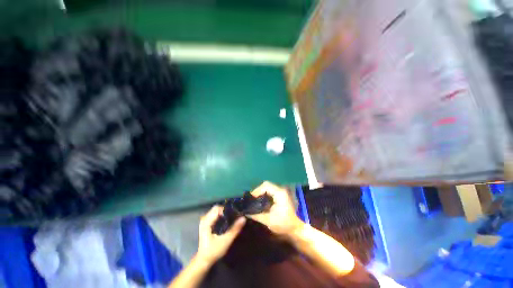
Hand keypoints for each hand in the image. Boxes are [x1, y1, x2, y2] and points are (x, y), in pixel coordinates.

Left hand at [196, 205, 245, 264]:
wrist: (204, 260)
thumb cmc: (213, 251)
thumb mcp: (226, 241)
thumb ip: (235, 229)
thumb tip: (243, 218)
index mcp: (206, 222)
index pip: (217, 209)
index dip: (227, 210)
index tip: (234, 214)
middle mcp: (204, 219)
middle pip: (216, 208)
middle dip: (226, 211)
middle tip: (234, 216)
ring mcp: (204, 221)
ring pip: (215, 211)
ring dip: (224, 213)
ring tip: (231, 218)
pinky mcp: (206, 224)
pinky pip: (214, 215)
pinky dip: (221, 216)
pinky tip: (226, 221)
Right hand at [249, 181, 303, 237]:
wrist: (296, 228)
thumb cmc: (284, 224)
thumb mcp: (268, 220)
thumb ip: (256, 215)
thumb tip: (245, 212)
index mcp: (279, 193)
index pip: (266, 186)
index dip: (257, 190)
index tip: (251, 198)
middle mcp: (281, 190)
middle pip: (266, 185)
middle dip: (257, 191)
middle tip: (251, 199)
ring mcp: (281, 192)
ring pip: (268, 187)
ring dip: (260, 192)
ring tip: (254, 200)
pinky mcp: (280, 195)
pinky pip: (270, 191)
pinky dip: (264, 194)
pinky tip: (260, 201)